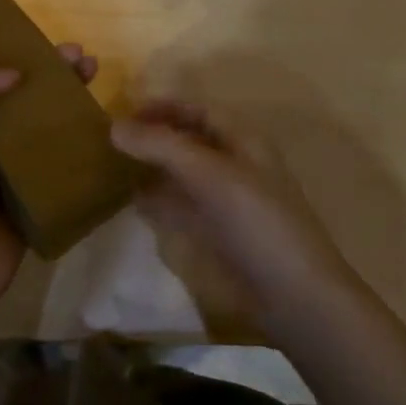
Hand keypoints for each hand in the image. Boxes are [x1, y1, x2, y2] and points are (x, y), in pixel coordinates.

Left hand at [0, 44, 97, 305]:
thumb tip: (14, 72)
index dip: (24, 54)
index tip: (54, 46)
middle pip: (29, 95)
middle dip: (57, 74)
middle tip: (86, 61)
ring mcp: (16, 165)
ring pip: (49, 124)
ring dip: (73, 102)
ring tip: (98, 83)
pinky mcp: (38, 192)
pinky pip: (63, 160)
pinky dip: (81, 143)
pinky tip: (104, 130)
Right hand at [111, 101, 360, 333]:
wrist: (294, 296)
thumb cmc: (256, 222)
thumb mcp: (208, 174)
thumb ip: (162, 146)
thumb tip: (113, 126)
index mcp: (243, 140)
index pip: (199, 110)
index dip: (163, 107)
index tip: (122, 113)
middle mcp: (235, 164)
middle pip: (190, 140)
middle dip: (154, 136)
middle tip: (111, 141)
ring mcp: (228, 201)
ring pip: (185, 173)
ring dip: (154, 168)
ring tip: (113, 167)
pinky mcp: (220, 234)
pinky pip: (184, 207)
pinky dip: (160, 201)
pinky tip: (134, 203)